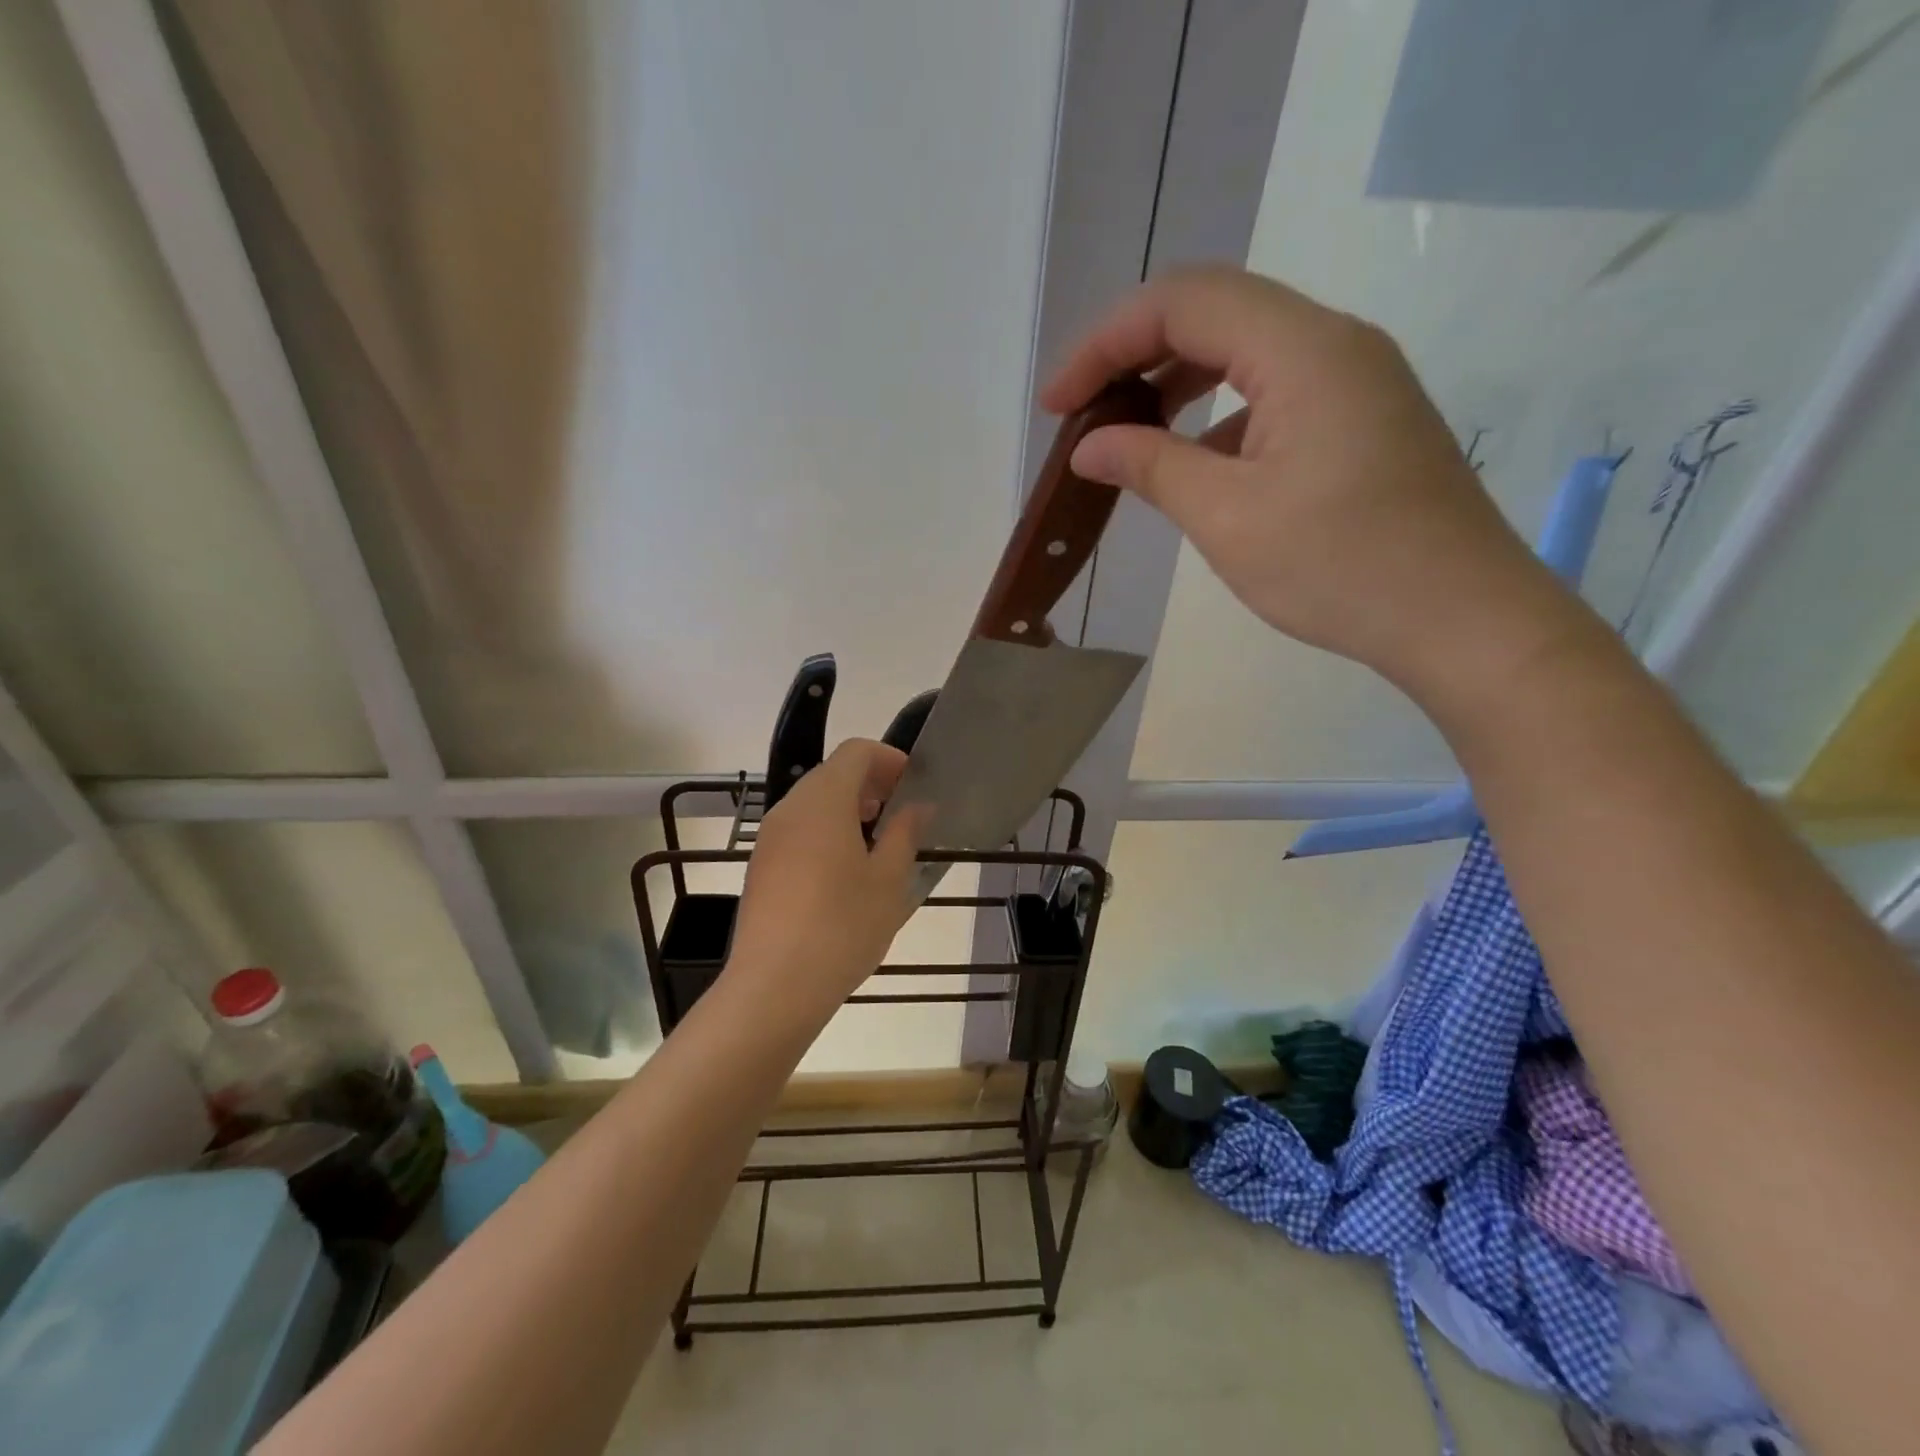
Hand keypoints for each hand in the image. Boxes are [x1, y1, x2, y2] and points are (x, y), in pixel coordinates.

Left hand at [727, 739, 927, 1013]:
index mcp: (824, 800)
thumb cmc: (842, 926)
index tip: (913, 787)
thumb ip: (905, 833)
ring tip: (877, 847)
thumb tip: (917, 806)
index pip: (856, 751)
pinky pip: (798, 830)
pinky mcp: (761, 866)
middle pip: (832, 773)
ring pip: (813, 803)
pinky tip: (844, 874)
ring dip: (848, 810)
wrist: (774, 986)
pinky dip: (825, 832)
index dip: (889, 759)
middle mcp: (790, 808)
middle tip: (901, 817)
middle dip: (870, 785)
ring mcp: (770, 837)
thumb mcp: (889, 880)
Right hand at [1042, 265, 1586, 708]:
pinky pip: (1272, 390)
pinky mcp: (1360, 417)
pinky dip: (1217, 414)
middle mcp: (1332, 342)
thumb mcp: (1228, 518)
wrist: (1460, 618)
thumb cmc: (1340, 568)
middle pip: (1213, 312)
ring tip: (1125, 436)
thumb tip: (1089, 446)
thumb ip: (1152, 466)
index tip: (1057, 406)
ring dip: (1175, 384)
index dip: (1104, 345)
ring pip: (1243, 350)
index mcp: (1302, 349)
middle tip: (1082, 415)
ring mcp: (1354, 378)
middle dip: (1133, 356)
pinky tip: (1193, 465)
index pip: (1182, 303)